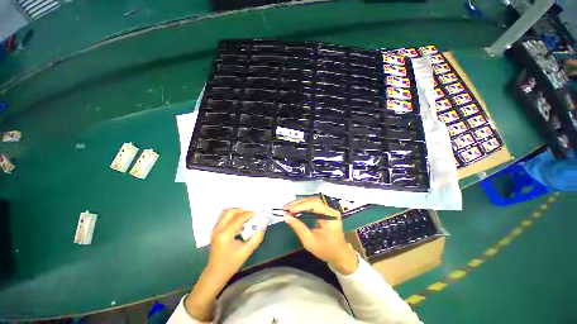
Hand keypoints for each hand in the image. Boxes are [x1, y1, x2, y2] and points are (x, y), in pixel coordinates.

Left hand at [185, 208, 264, 320]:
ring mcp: (215, 229)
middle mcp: (218, 229)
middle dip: (242, 210)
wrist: (215, 273)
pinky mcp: (215, 231)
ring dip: (237, 212)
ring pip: (226, 213)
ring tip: (246, 216)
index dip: (248, 214)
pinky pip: (224, 217)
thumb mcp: (246, 252)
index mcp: (225, 234)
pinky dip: (232, 216)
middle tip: (251, 214)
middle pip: (230, 211)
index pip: (238, 219)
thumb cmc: (230, 264)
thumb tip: (261, 229)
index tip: (257, 213)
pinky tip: (239, 222)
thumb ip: (255, 239)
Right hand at [283, 197, 357, 274]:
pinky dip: (303, 206)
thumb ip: (298, 228)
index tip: (289, 210)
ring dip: (299, 204)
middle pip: (313, 201)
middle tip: (285, 207)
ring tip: (288, 208)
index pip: (314, 205)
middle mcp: (330, 210)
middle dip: (298, 203)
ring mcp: (329, 209)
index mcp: (330, 216)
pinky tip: (295, 209)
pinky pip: (313, 205)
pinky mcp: (326, 211)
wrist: (339, 254)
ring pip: (312, 201)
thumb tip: (286, 217)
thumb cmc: (325, 250)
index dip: (301, 206)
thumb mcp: (310, 241)